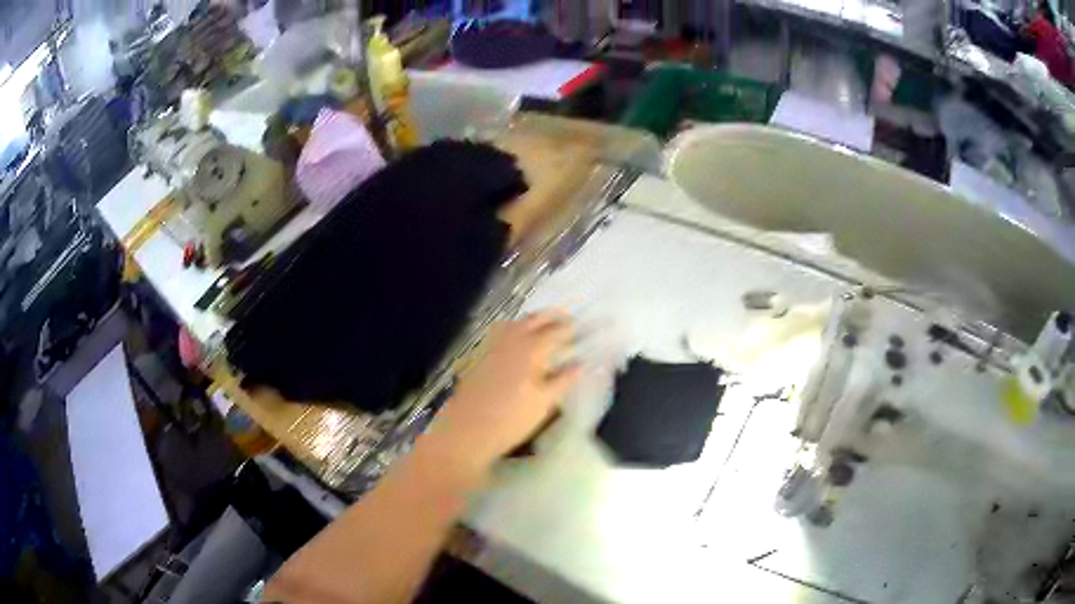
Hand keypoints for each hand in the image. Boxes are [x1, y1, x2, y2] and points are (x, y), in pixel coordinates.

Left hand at [424, 310, 581, 473]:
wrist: (467, 430)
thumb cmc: (511, 419)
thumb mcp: (545, 403)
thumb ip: (564, 380)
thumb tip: (581, 363)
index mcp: (532, 349)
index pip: (556, 331)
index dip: (570, 328)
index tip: (582, 328)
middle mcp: (512, 340)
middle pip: (534, 319)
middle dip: (551, 317)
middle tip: (566, 320)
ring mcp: (492, 346)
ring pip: (516, 323)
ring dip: (533, 320)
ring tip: (545, 326)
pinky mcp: (479, 356)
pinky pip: (502, 333)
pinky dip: (515, 329)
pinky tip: (519, 341)